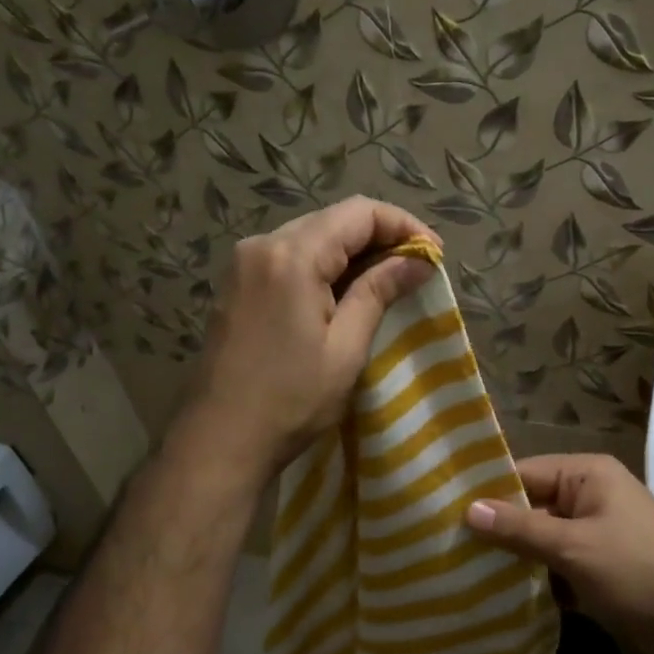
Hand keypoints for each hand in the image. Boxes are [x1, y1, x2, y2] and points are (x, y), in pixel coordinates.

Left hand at [188, 196, 438, 474]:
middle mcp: (262, 245)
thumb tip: (419, 261)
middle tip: (417, 268)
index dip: (403, 226)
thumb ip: (379, 292)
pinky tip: (345, 291)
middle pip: (333, 219)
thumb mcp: (345, 348)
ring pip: (312, 235)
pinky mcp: (237, 284)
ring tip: (389, 280)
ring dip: (353, 251)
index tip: (434, 254)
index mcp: (291, 255)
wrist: (219, 440)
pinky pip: (290, 256)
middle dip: (380, 236)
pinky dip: (324, 265)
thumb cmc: (290, 400)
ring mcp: (244, 263)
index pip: (359, 213)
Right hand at [465, 454, 653, 653]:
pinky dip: (538, 582)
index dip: (486, 493)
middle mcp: (590, 496)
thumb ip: (520, 528)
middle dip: (497, 531)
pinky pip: (558, 566)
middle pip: (531, 507)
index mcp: (586, 474)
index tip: (443, 513)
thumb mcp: (574, 547)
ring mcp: (597, 533)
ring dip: (515, 560)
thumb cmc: (638, 570)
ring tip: (463, 576)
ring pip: (542, 541)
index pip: (523, 473)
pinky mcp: (600, 568)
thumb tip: (468, 509)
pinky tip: (501, 600)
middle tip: (447, 550)